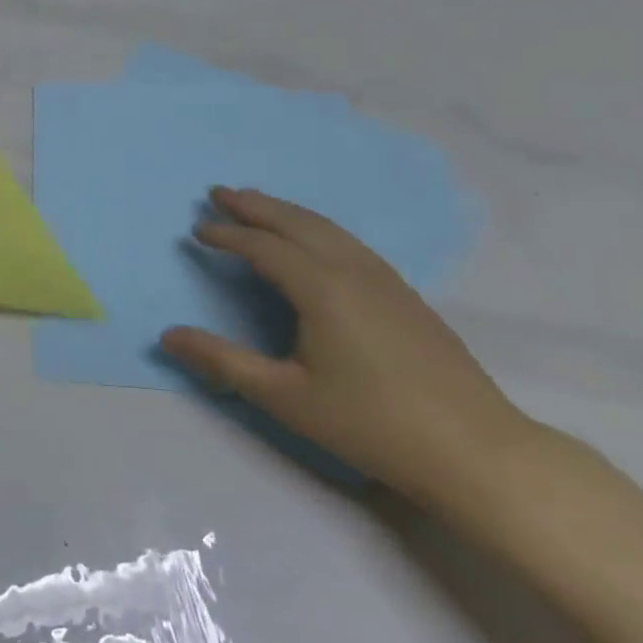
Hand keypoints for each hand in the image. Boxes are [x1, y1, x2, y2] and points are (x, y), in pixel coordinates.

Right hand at [160, 187, 531, 502]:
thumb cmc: (370, 423)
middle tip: (217, 192)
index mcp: (321, 288)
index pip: (264, 247)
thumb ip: (222, 361)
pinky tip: (313, 241)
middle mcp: (353, 271)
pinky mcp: (405, 296)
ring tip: (257, 202)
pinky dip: (316, 228)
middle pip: (296, 223)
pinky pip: (348, 243)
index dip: (227, 235)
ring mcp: (386, 280)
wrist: (475, 451)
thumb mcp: (283, 397)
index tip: (197, 230)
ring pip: (327, 229)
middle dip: (254, 205)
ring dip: (286, 211)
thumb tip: (167, 335)